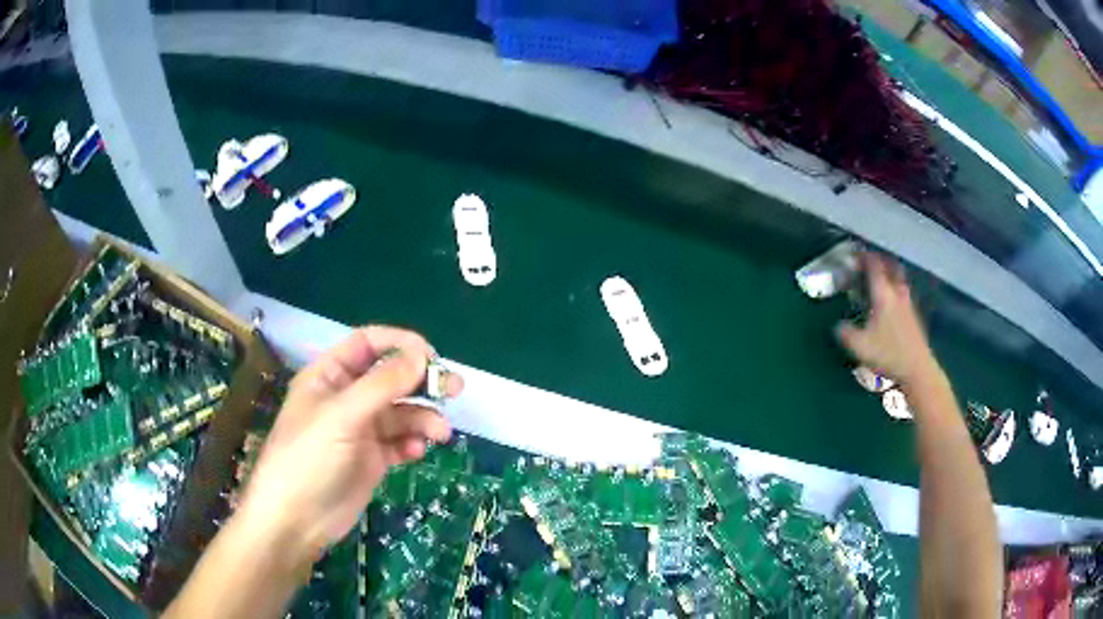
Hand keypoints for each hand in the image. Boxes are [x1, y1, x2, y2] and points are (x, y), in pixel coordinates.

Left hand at [235, 326, 461, 564]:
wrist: (296, 520)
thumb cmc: (309, 458)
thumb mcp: (342, 416)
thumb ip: (383, 384)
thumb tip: (422, 355)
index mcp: (329, 376)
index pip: (367, 344)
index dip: (399, 344)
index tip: (431, 356)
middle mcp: (346, 398)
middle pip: (391, 378)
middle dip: (422, 382)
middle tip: (454, 389)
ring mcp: (360, 430)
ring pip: (400, 412)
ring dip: (423, 418)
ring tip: (441, 434)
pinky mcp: (371, 459)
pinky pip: (399, 442)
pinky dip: (412, 443)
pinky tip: (416, 452)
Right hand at [835, 252, 939, 385]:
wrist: (917, 369)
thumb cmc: (888, 353)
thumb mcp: (860, 346)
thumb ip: (846, 334)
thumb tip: (838, 326)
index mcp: (883, 294)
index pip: (874, 267)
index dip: (865, 257)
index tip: (855, 253)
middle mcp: (897, 294)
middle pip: (891, 268)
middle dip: (881, 261)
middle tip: (871, 261)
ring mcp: (908, 305)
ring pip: (899, 281)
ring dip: (890, 274)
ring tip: (881, 278)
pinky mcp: (913, 318)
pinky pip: (903, 294)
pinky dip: (895, 290)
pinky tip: (891, 303)